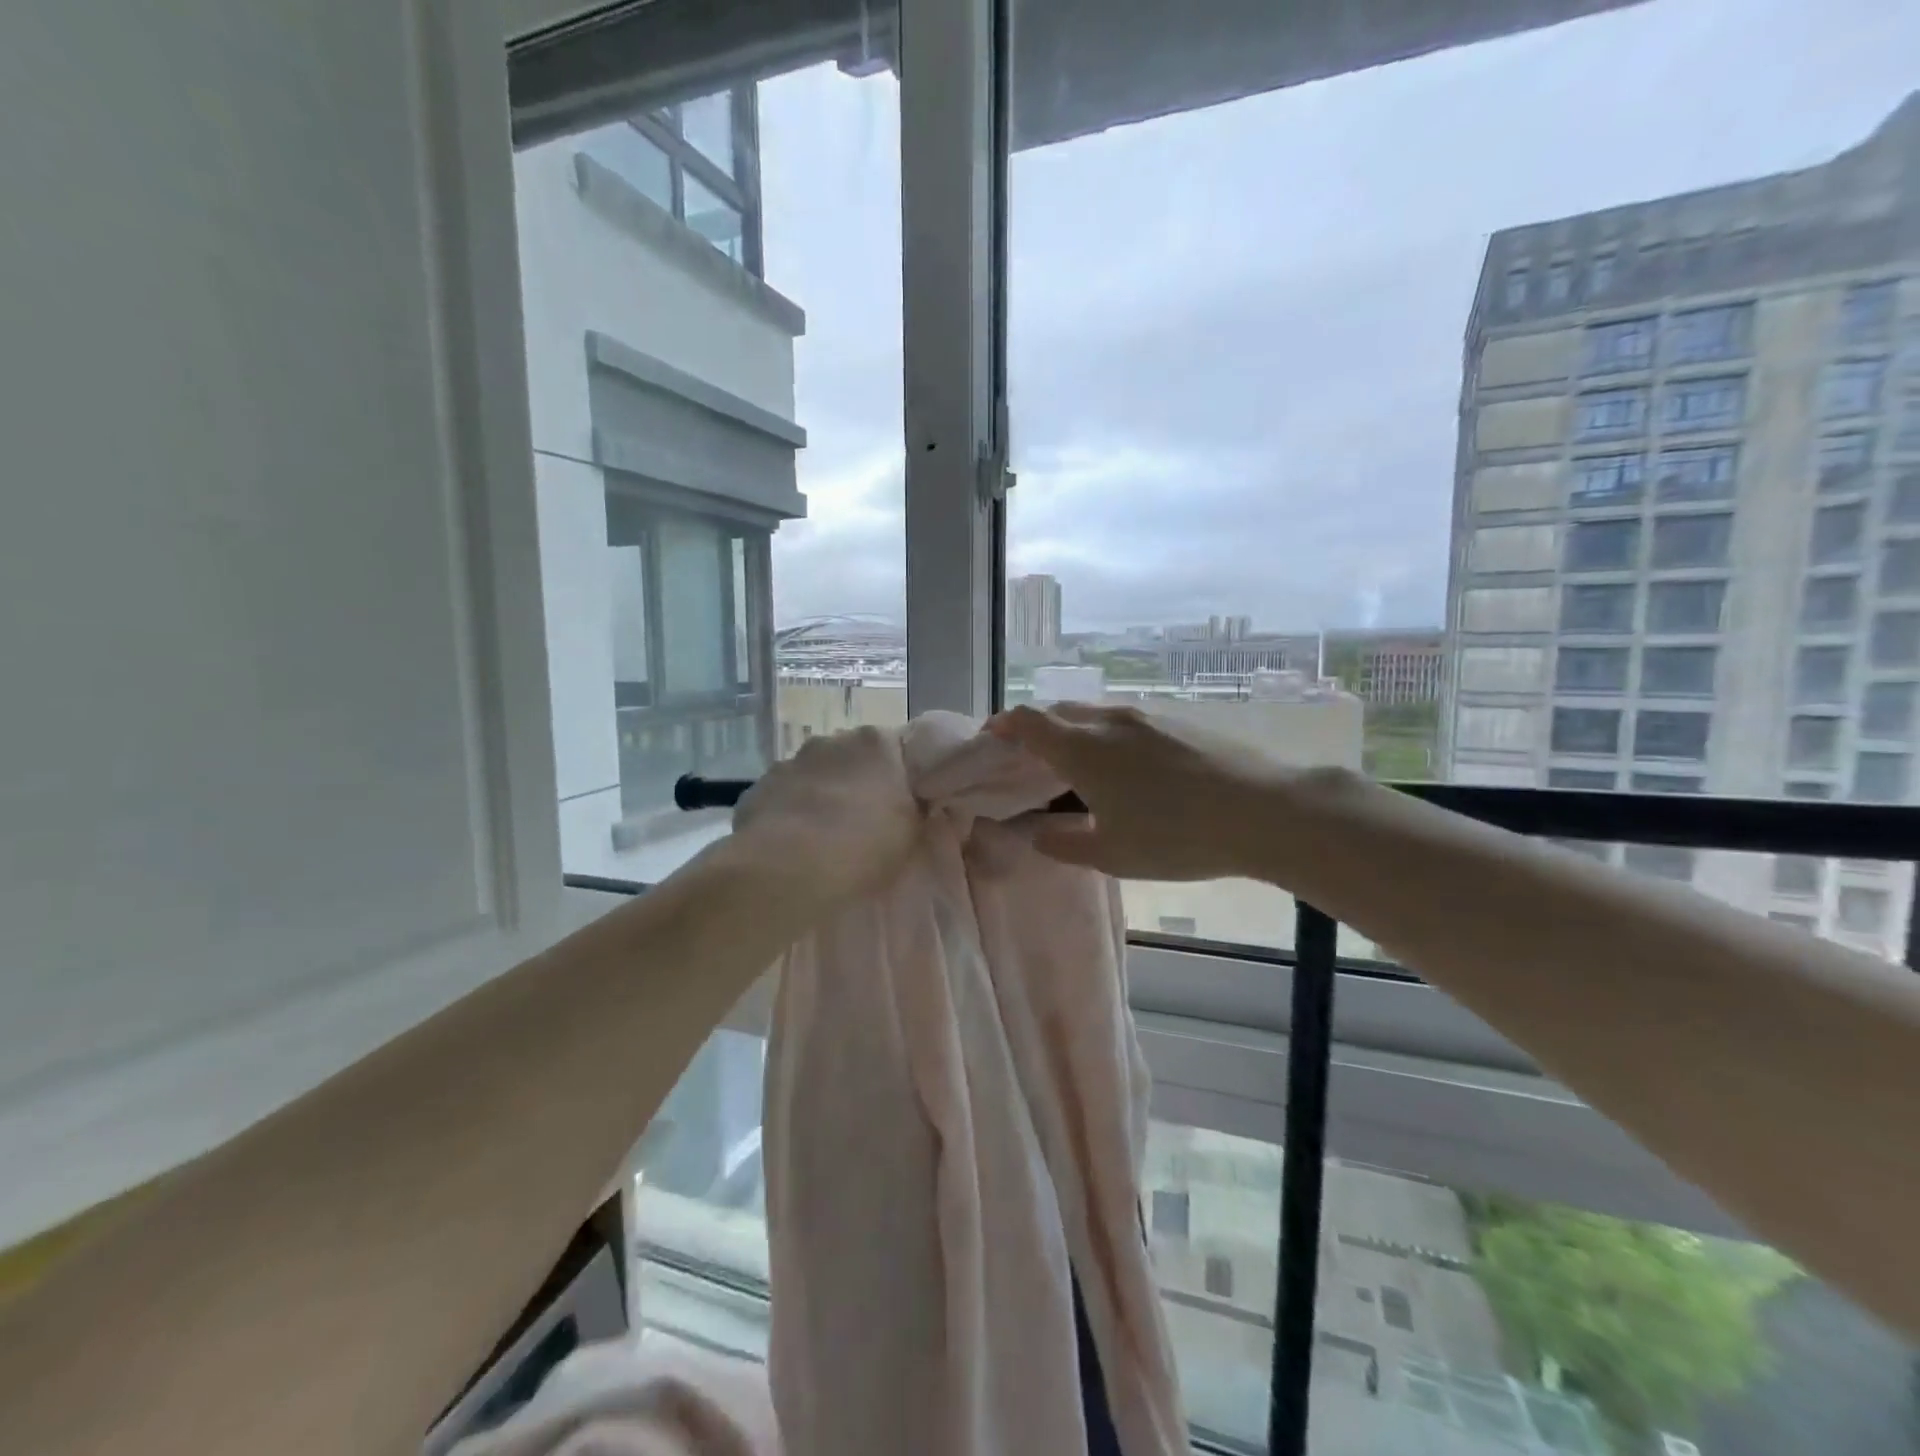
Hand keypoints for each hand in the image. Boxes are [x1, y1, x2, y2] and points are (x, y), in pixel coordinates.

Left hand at [730, 726, 921, 905]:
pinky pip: (785, 797)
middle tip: (868, 822)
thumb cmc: (863, 848)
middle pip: (854, 757)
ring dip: (824, 796)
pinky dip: (793, 814)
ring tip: (828, 838)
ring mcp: (790, 762)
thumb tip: (916, 804)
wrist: (786, 872)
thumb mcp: (914, 834)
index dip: (903, 778)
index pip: (899, 748)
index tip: (906, 805)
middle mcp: (832, 741)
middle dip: (861, 783)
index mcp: (876, 743)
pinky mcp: (758, 788)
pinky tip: (795, 846)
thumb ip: (918, 809)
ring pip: (816, 776)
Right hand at [987, 703, 1301, 880]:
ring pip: (1094, 716)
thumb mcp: (1111, 854)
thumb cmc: (1177, 836)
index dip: (1002, 726)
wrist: (1264, 810)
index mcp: (1082, 749)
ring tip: (1080, 769)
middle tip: (1031, 761)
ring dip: (1075, 733)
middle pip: (1058, 712)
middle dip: (1035, 730)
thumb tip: (1038, 833)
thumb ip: (1064, 843)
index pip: (1026, 720)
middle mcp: (1108, 721)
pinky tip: (1129, 771)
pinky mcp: (1177, 720)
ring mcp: (1146, 716)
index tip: (990, 739)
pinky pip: (1125, 722)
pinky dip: (1108, 738)